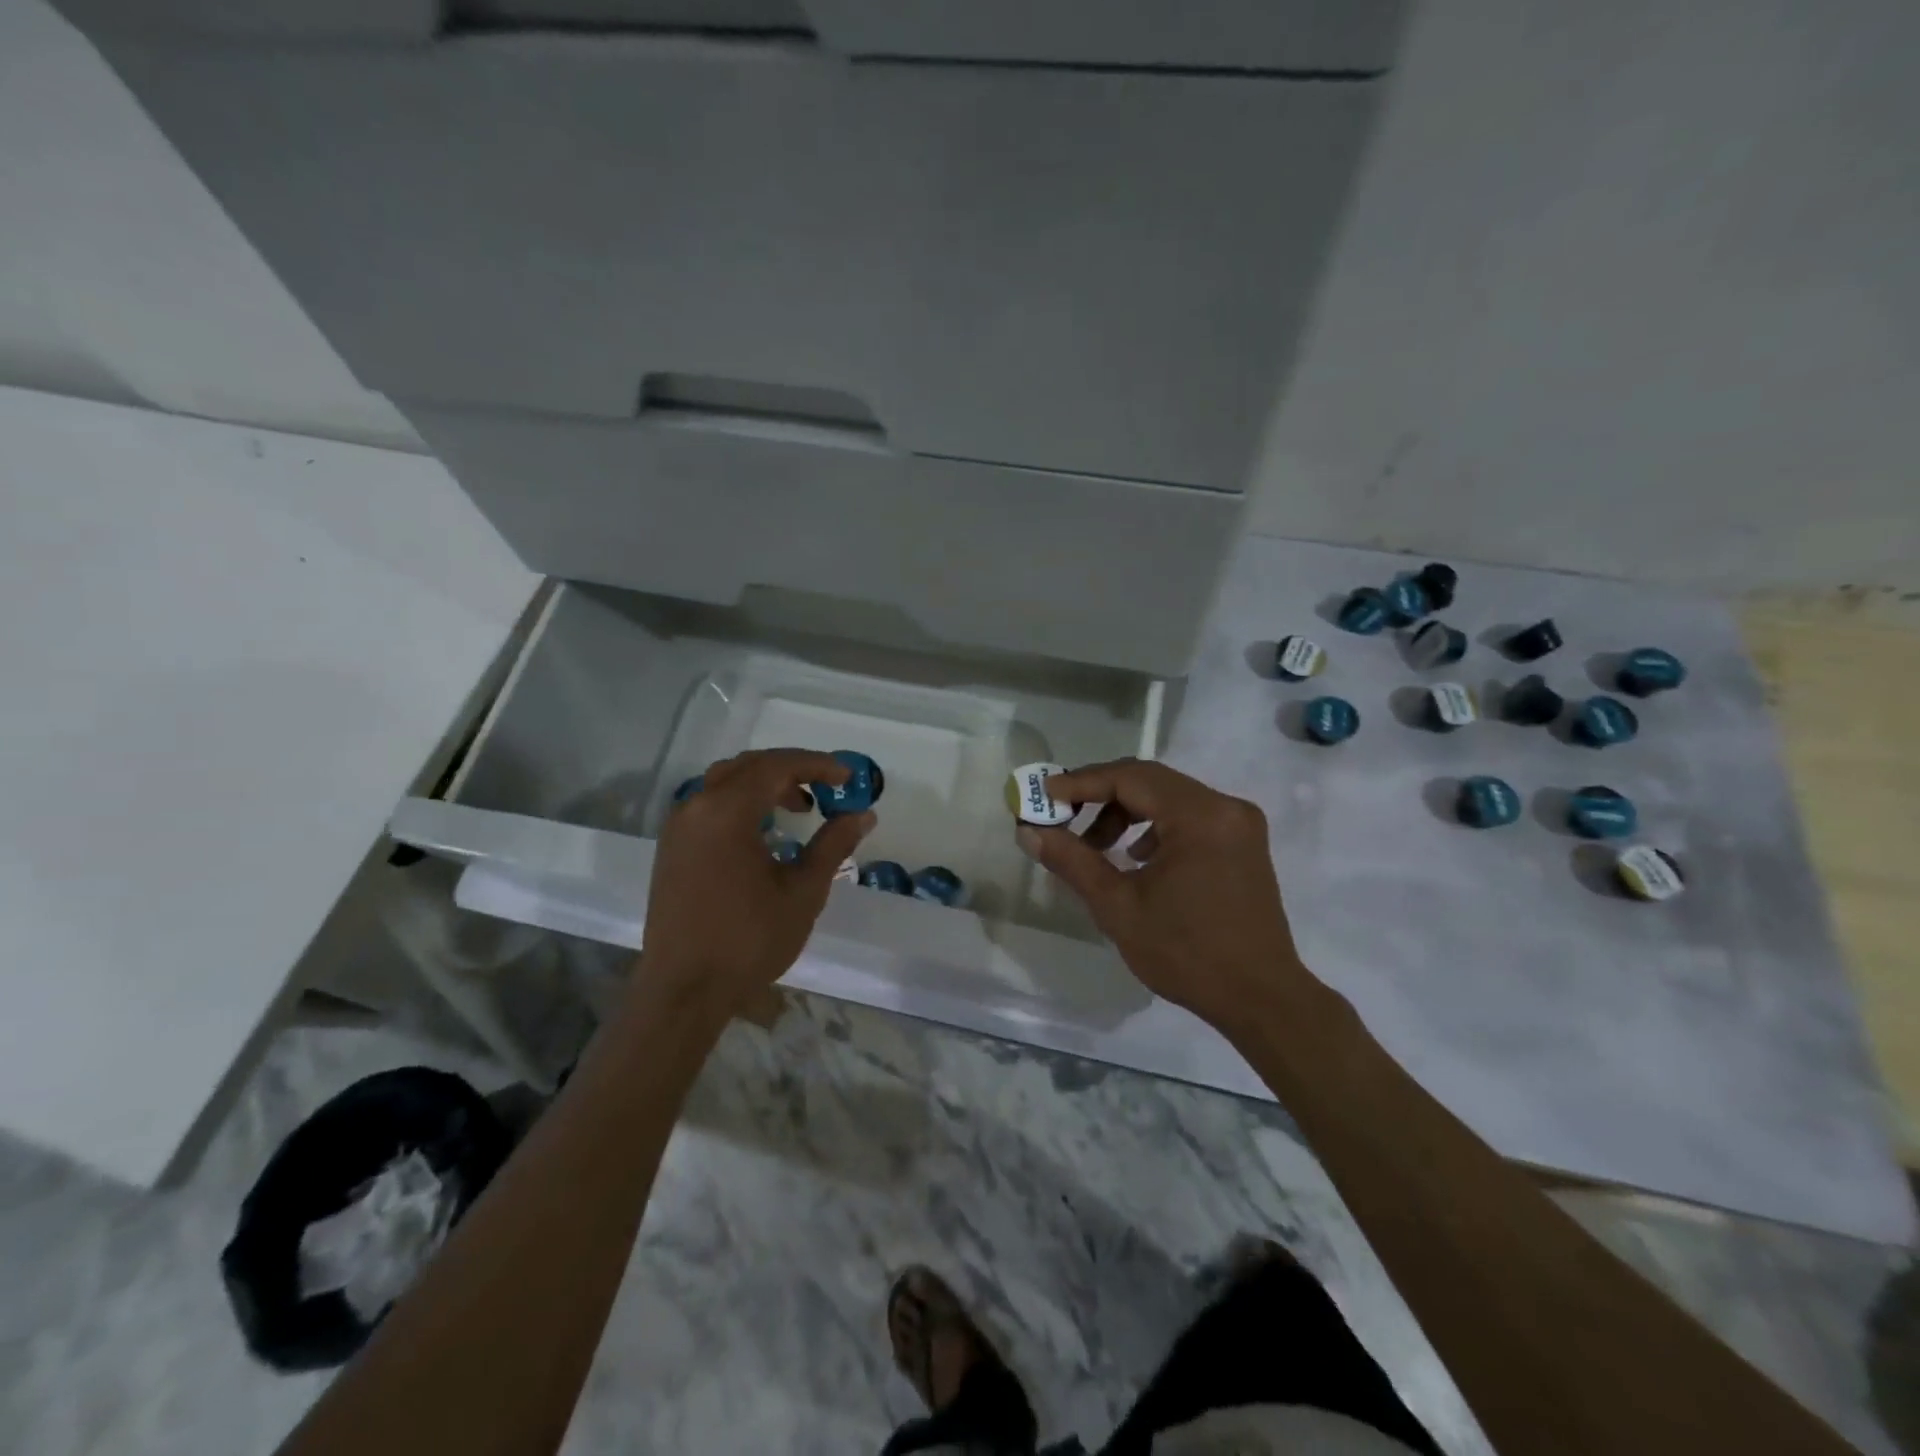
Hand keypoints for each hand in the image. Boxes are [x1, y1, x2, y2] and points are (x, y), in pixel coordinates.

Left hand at [635, 749, 873, 1021]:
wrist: (685, 991)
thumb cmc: (749, 940)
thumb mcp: (803, 891)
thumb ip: (833, 845)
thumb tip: (863, 815)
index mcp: (726, 812)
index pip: (776, 766)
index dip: (817, 765)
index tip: (848, 778)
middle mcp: (696, 807)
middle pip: (749, 767)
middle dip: (792, 770)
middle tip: (828, 789)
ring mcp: (678, 828)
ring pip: (726, 783)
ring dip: (766, 785)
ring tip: (800, 809)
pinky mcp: (672, 849)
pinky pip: (711, 806)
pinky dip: (743, 804)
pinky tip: (764, 833)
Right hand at [1015, 759, 1312, 1033]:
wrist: (1261, 999)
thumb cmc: (1187, 954)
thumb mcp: (1118, 907)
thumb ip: (1072, 861)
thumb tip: (1029, 831)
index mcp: (1200, 816)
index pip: (1130, 778)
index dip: (1082, 782)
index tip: (1044, 794)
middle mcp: (1225, 807)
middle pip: (1150, 782)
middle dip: (1101, 796)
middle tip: (1062, 816)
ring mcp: (1239, 823)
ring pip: (1169, 797)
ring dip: (1127, 813)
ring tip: (1096, 846)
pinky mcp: (1243, 842)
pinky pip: (1189, 816)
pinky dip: (1155, 826)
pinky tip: (1137, 858)